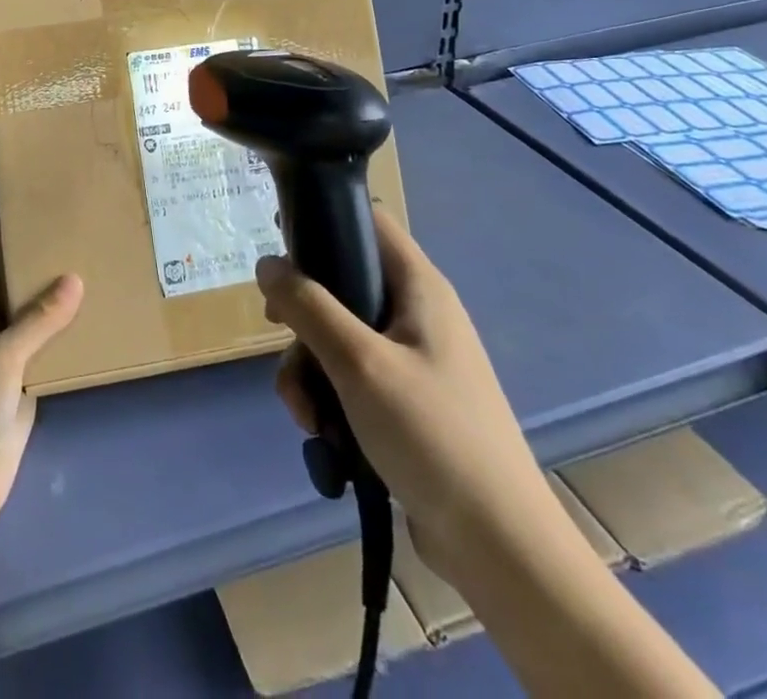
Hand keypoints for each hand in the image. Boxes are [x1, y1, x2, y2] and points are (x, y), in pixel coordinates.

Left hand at [0, 228, 83, 535]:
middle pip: (7, 286)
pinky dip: (64, 335)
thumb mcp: (3, 356)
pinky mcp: (27, 386)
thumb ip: (38, 320)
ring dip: (50, 298)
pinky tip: (91, 323)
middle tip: (65, 236)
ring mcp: (8, 360)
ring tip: (86, 269)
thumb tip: (75, 278)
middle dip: (28, 261)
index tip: (17, 210)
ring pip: (30, 318)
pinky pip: (48, 350)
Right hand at [256, 203, 556, 580]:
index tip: (279, 240)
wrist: (499, 548)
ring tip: (304, 412)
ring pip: (338, 336)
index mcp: (419, 287)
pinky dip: (328, 397)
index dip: (325, 218)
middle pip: (342, 283)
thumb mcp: (359, 362)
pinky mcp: (404, 401)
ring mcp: (411, 359)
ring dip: (309, 368)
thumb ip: (308, 306)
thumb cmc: (432, 435)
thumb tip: (267, 263)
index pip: (369, 220)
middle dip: (302, 313)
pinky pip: (350, 377)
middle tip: (276, 329)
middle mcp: (416, 314)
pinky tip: (321, 433)